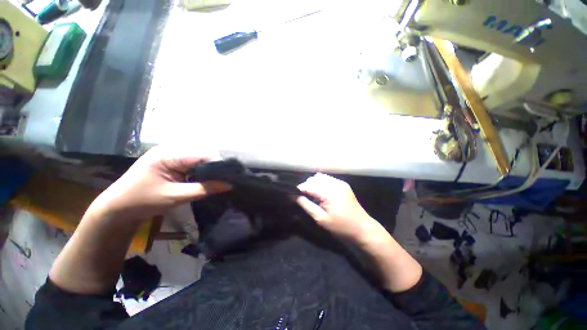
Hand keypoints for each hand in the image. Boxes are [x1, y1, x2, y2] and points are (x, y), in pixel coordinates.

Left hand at [89, 145, 231, 220]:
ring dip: (209, 168)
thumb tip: (229, 185)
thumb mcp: (175, 197)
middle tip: (223, 180)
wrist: (117, 207)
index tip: (228, 177)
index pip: (203, 154)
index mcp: (169, 154)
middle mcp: (171, 149)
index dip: (218, 164)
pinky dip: (201, 170)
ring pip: (200, 157)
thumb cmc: (143, 201)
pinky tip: (204, 178)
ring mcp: (171, 154)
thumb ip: (204, 189)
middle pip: (203, 153)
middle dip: (215, 166)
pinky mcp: (171, 160)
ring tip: (217, 179)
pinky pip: (193, 161)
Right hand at [297, 173, 382, 241]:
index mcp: (329, 192)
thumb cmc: (341, 227)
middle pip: (315, 179)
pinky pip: (328, 179)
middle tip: (303, 196)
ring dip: (314, 183)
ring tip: (312, 194)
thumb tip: (296, 196)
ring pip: (321, 177)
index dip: (300, 189)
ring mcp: (340, 183)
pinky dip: (322, 183)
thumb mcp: (321, 219)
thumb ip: (307, 205)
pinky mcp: (343, 184)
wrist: (362, 228)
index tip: (294, 194)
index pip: (309, 185)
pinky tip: (321, 193)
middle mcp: (335, 184)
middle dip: (307, 185)